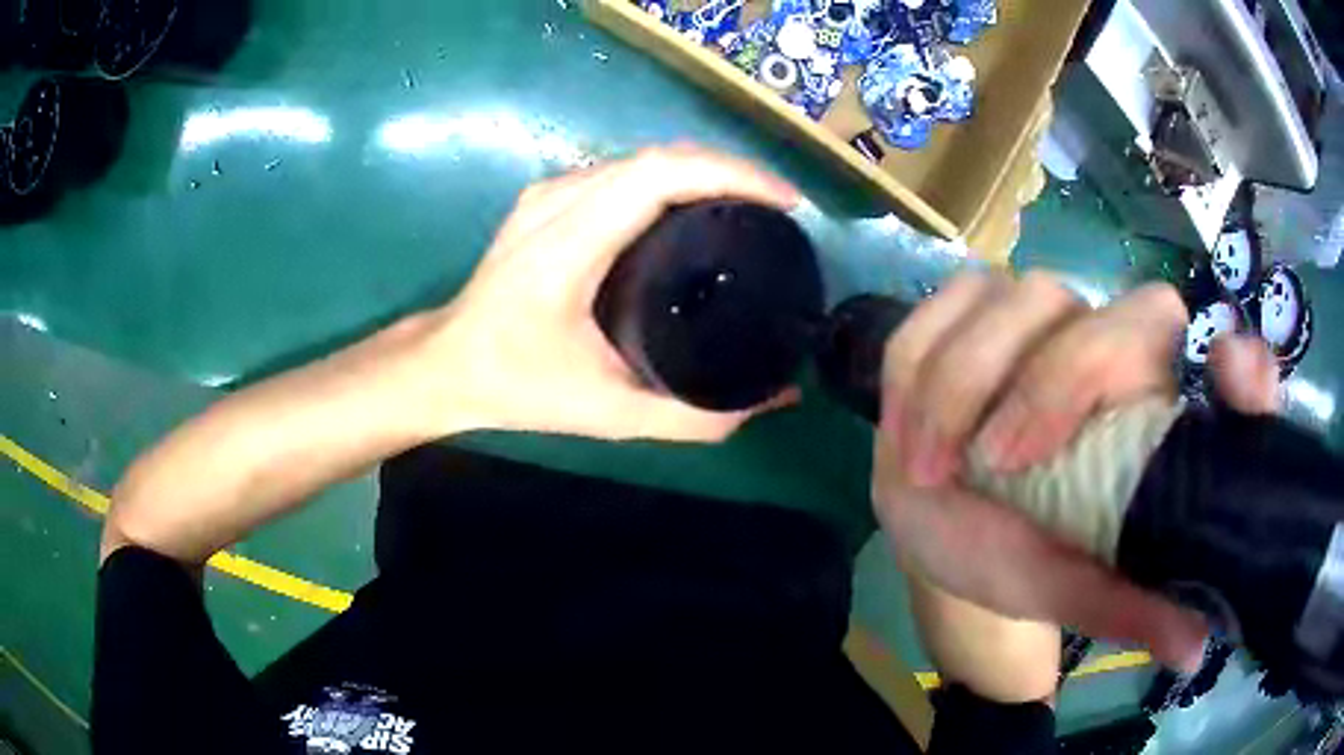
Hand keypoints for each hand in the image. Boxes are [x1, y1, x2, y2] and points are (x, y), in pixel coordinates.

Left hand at [427, 145, 800, 441]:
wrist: (447, 363)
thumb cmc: (516, 384)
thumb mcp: (608, 412)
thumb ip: (692, 416)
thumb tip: (772, 400)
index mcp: (569, 243)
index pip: (660, 176)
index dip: (731, 175)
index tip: (785, 202)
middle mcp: (559, 200)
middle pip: (660, 156)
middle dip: (731, 170)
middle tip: (779, 209)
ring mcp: (550, 192)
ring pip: (643, 158)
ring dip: (703, 170)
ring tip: (749, 205)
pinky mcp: (548, 197)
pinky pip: (624, 171)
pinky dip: (672, 179)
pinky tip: (697, 207)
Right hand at [872, 272, 1280, 668]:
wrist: (944, 532)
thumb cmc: (1018, 557)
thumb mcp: (1075, 588)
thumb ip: (1131, 605)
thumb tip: (1196, 648)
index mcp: (1133, 391)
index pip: (1163, 326)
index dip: (1172, 334)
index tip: (1218, 373)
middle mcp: (1086, 337)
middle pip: (1080, 308)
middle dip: (1045, 381)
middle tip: (996, 466)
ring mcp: (1017, 320)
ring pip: (1006, 296)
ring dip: (964, 379)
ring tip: (934, 467)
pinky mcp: (955, 320)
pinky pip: (937, 309)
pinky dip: (920, 363)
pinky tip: (909, 429)